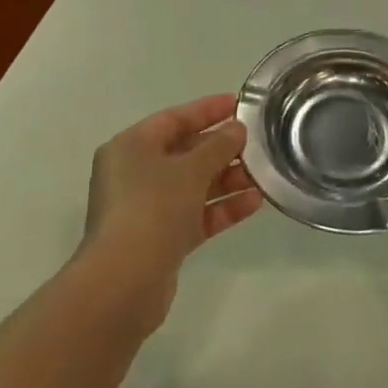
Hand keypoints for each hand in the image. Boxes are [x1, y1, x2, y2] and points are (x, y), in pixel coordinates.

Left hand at [80, 94, 262, 325]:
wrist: (124, 283)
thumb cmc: (152, 209)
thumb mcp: (190, 170)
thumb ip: (218, 146)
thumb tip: (237, 129)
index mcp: (131, 146)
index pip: (174, 118)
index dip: (207, 110)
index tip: (239, 104)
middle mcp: (134, 173)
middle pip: (184, 152)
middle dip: (222, 149)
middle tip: (257, 144)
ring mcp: (146, 208)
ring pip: (192, 185)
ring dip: (226, 180)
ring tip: (263, 176)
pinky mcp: (160, 239)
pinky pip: (195, 214)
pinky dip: (221, 208)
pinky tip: (254, 203)